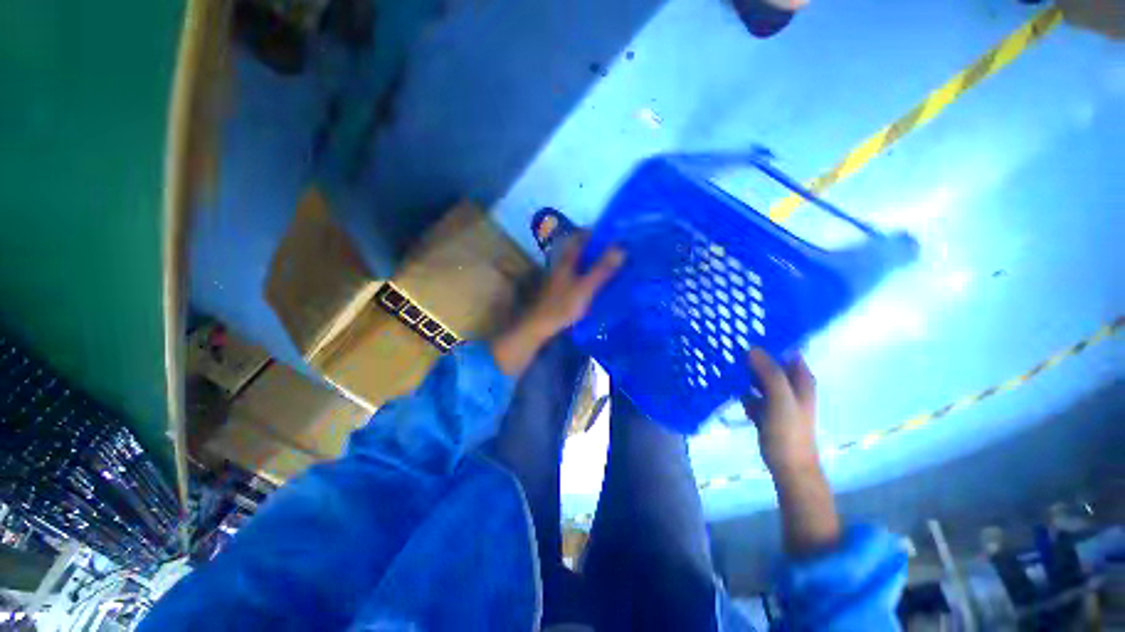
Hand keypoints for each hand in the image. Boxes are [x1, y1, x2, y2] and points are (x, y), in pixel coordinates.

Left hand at [493, 234, 622, 376]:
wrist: (541, 325)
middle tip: (618, 250)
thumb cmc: (563, 305)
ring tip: (613, 264)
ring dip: (594, 261)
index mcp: (567, 260)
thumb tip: (621, 248)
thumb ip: (602, 269)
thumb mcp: (586, 287)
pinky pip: (579, 275)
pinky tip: (600, 282)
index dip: (596, 233)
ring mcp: (561, 277)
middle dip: (598, 247)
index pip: (581, 237)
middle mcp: (562, 264)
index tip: (614, 233)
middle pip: (580, 249)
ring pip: (580, 262)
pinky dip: (590, 274)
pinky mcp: (562, 289)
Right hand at [744, 349, 839, 554]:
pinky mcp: (765, 407)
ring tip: (724, 360)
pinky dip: (742, 388)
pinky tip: (728, 385)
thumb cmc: (789, 433)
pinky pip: (751, 391)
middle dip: (752, 354)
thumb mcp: (781, 400)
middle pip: (770, 362)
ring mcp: (777, 396)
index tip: (747, 331)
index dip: (771, 339)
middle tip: (729, 345)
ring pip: (758, 376)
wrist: (788, 467)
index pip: (788, 349)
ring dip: (745, 371)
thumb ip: (770, 373)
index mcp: (801, 378)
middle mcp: (790, 384)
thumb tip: (752, 348)